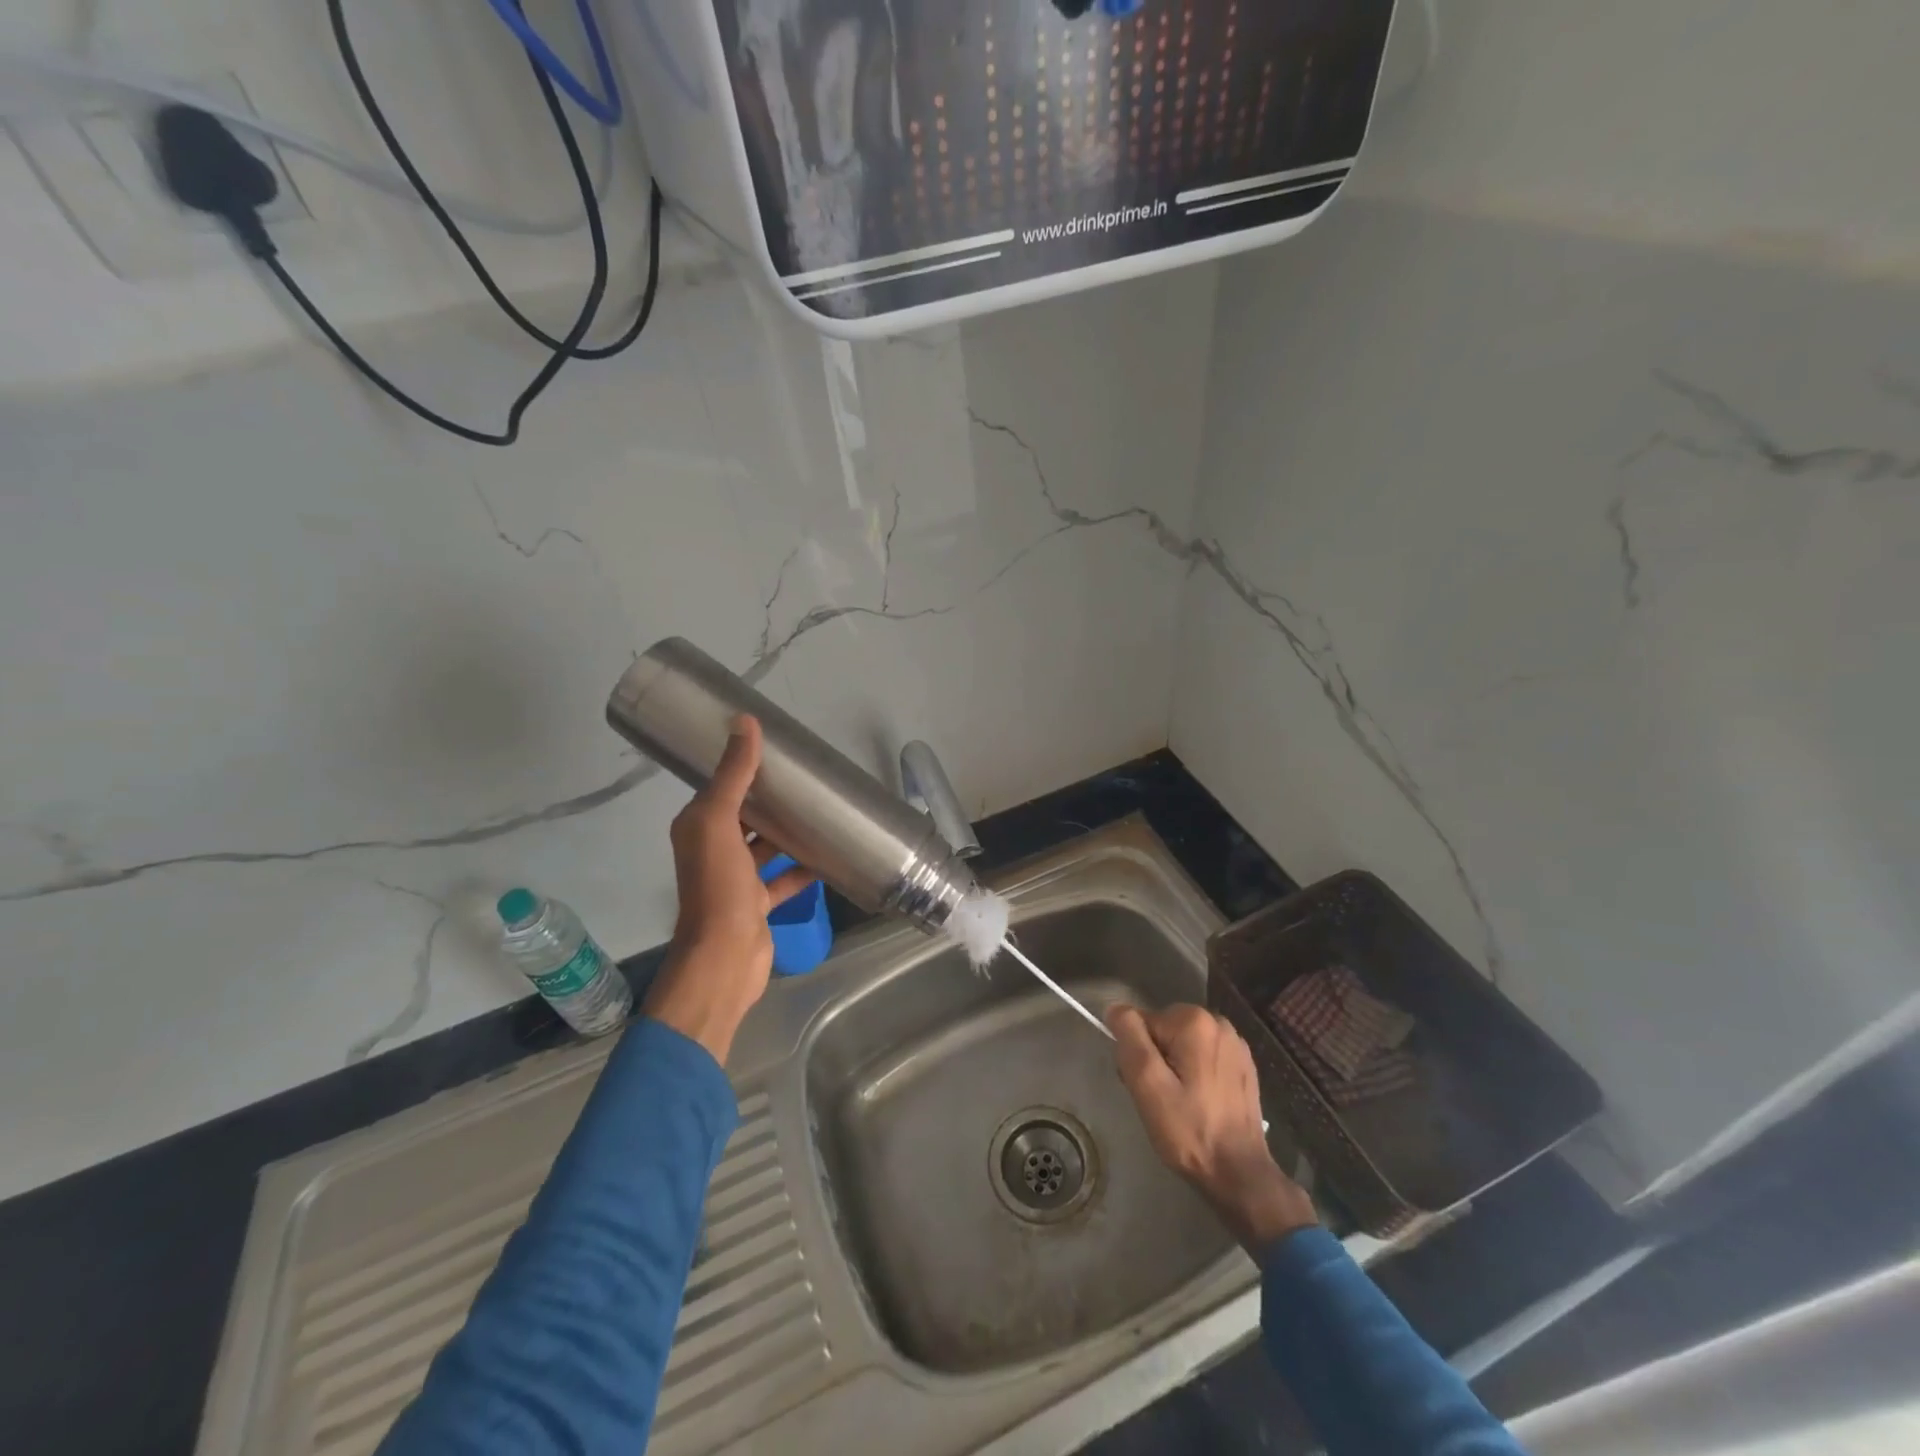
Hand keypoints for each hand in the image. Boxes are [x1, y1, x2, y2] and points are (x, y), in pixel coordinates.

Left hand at [644, 716, 814, 1063]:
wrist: (725, 957)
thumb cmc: (718, 886)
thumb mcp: (720, 822)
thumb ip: (734, 775)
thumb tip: (744, 722)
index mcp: (698, 827)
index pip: (721, 788)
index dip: (743, 767)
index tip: (777, 750)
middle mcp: (712, 850)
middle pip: (745, 816)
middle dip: (771, 798)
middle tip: (807, 777)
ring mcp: (735, 880)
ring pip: (765, 846)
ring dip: (787, 832)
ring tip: (820, 810)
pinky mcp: (757, 904)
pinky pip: (783, 877)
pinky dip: (802, 867)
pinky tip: (828, 854)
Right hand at [1107, 1003, 1316, 1253]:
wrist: (1240, 1174)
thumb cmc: (1189, 1131)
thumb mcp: (1148, 1085)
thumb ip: (1130, 1039)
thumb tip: (1116, 1008)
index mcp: (1194, 1021)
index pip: (1143, 1023)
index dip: (1136, 1054)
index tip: (1144, 1088)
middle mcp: (1218, 1022)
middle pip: (1164, 1030)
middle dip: (1155, 1059)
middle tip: (1159, 1099)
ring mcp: (1236, 1044)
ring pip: (1183, 1044)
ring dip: (1174, 1067)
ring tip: (1180, 1105)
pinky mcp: (1244, 1065)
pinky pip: (1204, 1057)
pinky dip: (1196, 1074)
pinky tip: (1201, 1103)